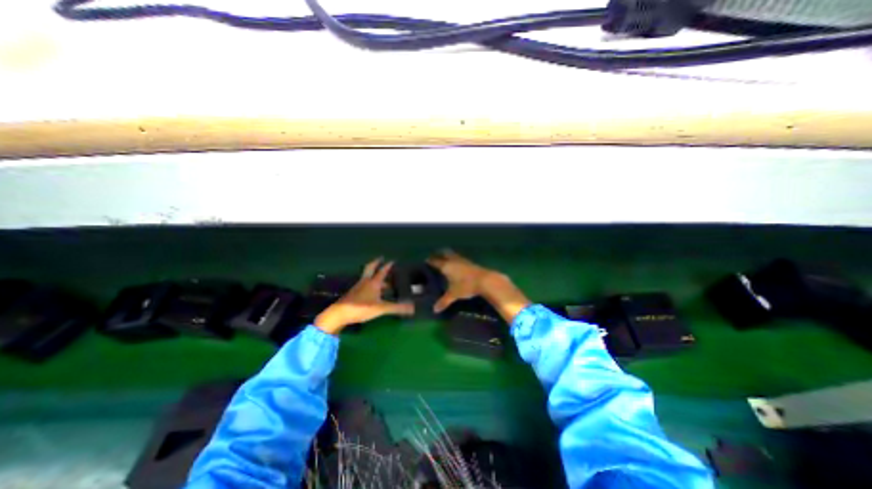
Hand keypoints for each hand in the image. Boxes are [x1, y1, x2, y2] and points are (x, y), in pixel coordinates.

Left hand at [315, 259, 411, 333]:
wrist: (339, 314)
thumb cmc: (361, 308)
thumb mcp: (381, 308)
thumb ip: (396, 308)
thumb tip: (412, 308)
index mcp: (373, 283)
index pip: (382, 271)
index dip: (388, 266)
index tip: (392, 260)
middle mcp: (365, 282)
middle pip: (370, 268)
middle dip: (376, 263)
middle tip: (380, 258)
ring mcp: (358, 287)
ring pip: (367, 277)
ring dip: (373, 275)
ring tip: (381, 279)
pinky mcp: (353, 293)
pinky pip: (363, 284)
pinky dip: (369, 284)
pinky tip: (371, 291)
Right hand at [429, 249, 496, 313]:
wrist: (485, 280)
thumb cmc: (466, 286)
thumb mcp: (454, 294)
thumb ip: (444, 301)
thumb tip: (435, 310)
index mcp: (446, 266)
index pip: (434, 261)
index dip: (429, 260)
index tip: (425, 261)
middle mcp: (453, 260)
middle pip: (444, 252)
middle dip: (438, 254)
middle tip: (434, 258)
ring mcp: (462, 259)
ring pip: (452, 254)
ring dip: (447, 256)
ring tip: (444, 261)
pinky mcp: (470, 262)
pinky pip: (459, 258)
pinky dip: (455, 259)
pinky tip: (456, 265)